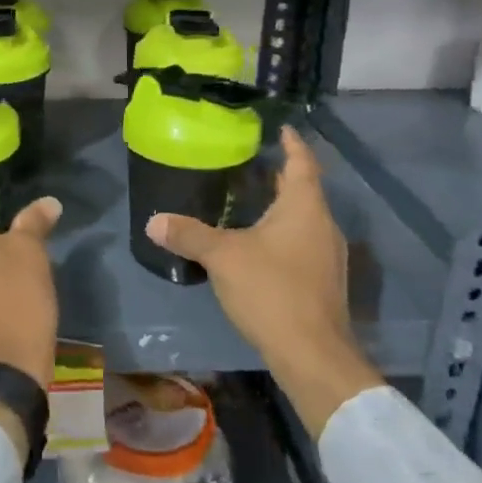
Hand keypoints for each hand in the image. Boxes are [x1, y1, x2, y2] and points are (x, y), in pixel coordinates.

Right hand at [145, 125, 382, 435]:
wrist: (313, 354)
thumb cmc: (272, 291)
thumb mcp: (223, 258)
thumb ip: (189, 235)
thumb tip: (153, 221)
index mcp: (304, 207)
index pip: (302, 162)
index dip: (292, 143)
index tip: (281, 128)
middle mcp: (323, 225)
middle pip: (304, 190)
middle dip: (280, 176)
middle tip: (251, 164)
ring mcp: (328, 255)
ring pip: (304, 219)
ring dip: (282, 207)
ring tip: (251, 201)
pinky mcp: (323, 281)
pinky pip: (304, 243)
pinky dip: (284, 234)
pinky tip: (260, 246)